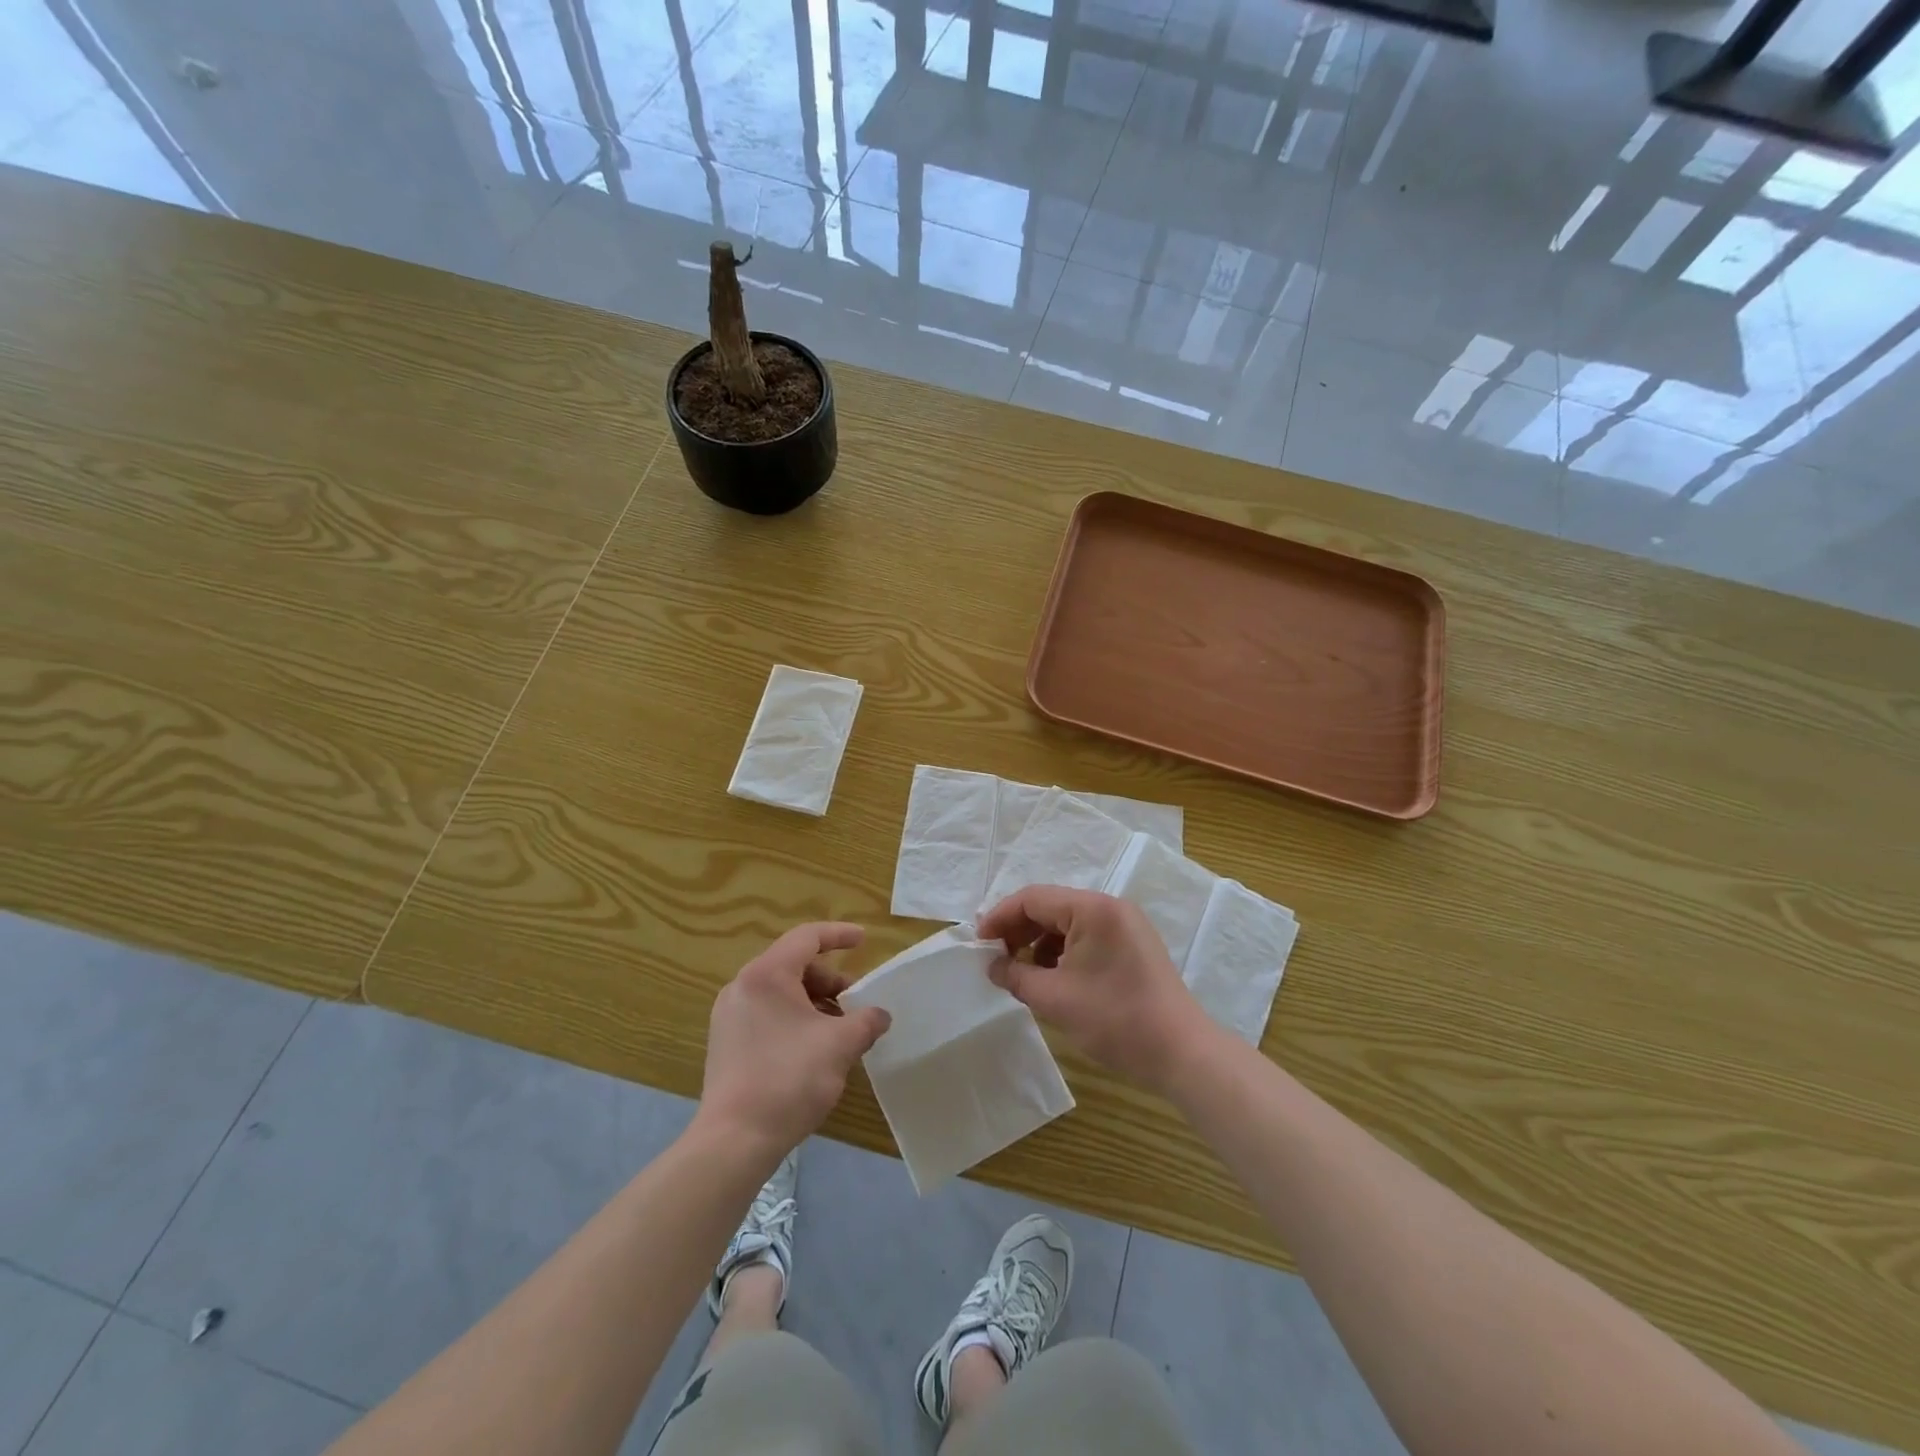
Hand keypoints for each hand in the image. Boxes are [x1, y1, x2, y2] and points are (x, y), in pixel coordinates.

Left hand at [698, 923, 889, 1161]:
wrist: (734, 1140)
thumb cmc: (790, 1078)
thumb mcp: (840, 1045)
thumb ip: (866, 1021)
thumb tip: (880, 1015)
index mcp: (767, 975)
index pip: (807, 938)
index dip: (839, 935)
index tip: (865, 940)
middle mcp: (743, 986)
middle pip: (793, 965)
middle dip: (829, 979)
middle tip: (855, 1001)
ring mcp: (729, 1015)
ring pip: (780, 992)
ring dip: (814, 1001)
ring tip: (839, 1028)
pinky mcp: (725, 1043)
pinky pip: (766, 1014)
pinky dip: (794, 1018)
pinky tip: (814, 1047)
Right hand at [979, 887, 1218, 1094]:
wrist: (1181, 1052)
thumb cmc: (1114, 1019)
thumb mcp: (1054, 998)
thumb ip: (1015, 975)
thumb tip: (992, 965)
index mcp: (1092, 908)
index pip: (1033, 898)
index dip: (1000, 917)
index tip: (978, 943)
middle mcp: (1110, 907)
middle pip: (1051, 907)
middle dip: (1018, 930)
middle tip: (994, 958)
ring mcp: (1126, 925)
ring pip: (1068, 923)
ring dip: (1039, 943)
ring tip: (1021, 972)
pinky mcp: (1133, 945)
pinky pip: (1087, 937)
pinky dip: (1063, 952)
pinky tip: (1051, 978)